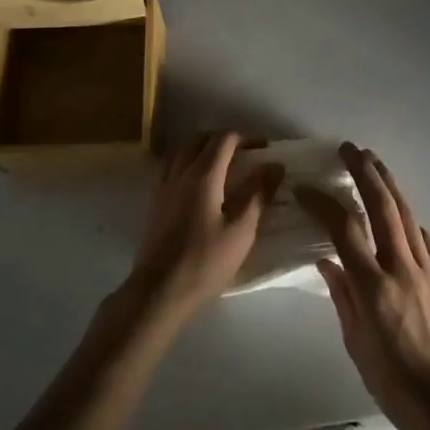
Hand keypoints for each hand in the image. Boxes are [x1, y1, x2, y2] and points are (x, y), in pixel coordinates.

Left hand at [122, 133, 281, 322]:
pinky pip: (171, 166)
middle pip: (200, 139)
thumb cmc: (205, 262)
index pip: (224, 139)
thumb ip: (258, 194)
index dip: (245, 138)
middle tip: (244, 153)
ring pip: (182, 150)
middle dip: (223, 139)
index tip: (263, 148)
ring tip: (221, 164)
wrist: (159, 291)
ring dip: (202, 147)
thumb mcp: (241, 231)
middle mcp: (180, 172)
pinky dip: (187, 161)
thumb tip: (274, 165)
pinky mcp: (155, 201)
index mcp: (203, 175)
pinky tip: (197, 183)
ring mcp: (163, 186)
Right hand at [298, 145, 429, 429]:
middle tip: (350, 149)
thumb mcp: (356, 343)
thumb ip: (341, 295)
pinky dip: (409, 222)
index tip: (306, 188)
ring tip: (374, 162)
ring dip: (389, 185)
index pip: (344, 230)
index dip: (323, 203)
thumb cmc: (392, 383)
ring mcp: (429, 271)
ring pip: (407, 216)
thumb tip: (327, 260)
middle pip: (382, 208)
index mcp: (373, 287)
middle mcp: (402, 269)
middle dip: (365, 173)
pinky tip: (401, 215)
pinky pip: (425, 241)